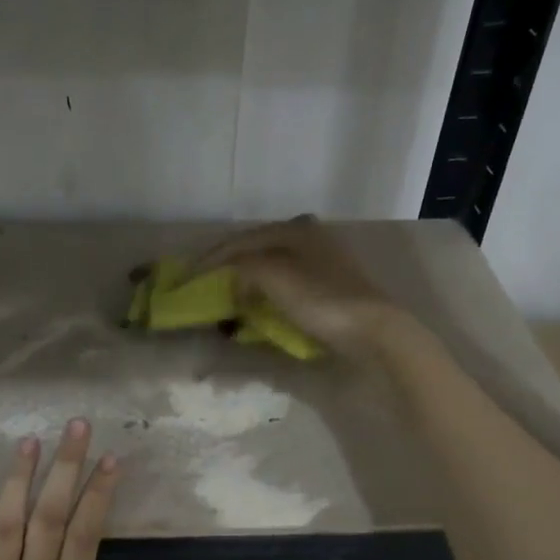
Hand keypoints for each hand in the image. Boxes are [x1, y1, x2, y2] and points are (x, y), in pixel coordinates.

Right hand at [196, 215, 409, 358]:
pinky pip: (285, 284)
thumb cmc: (321, 300)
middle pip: (257, 249)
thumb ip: (245, 268)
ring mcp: (321, 261)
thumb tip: (233, 276)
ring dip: (247, 280)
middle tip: (205, 283)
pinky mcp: (329, 286)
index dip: (211, 258)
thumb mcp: (275, 277)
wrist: (372, 330)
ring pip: (271, 266)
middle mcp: (308, 237)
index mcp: (294, 229)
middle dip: (229, 266)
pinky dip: (266, 292)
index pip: (241, 240)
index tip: (187, 276)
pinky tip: (258, 304)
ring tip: (228, 295)